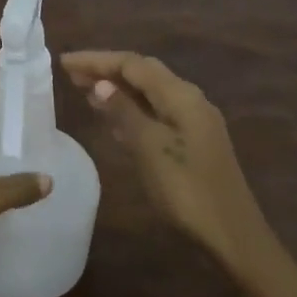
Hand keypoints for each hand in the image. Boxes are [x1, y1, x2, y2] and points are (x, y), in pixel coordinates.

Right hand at [60, 50, 269, 268]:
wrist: (232, 236)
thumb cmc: (187, 190)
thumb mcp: (149, 148)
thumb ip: (124, 112)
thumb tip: (101, 83)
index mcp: (181, 95)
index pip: (132, 64)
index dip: (97, 60)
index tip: (64, 62)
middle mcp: (189, 99)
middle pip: (142, 73)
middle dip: (106, 70)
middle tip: (71, 74)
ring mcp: (194, 121)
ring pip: (149, 93)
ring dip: (118, 89)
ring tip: (85, 91)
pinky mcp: (193, 141)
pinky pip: (156, 112)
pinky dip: (131, 110)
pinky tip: (113, 121)